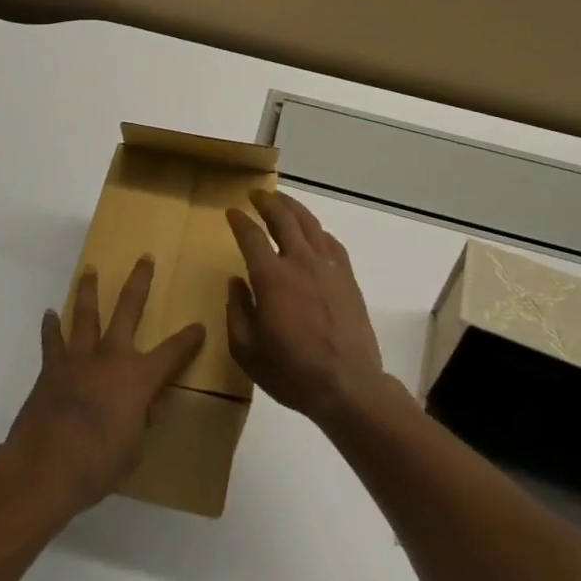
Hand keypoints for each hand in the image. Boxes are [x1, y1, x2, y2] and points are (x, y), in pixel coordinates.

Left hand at [2, 258, 204, 520]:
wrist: (46, 465)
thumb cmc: (99, 463)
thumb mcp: (134, 449)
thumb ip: (143, 421)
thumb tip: (153, 404)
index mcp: (139, 376)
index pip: (173, 352)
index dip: (188, 340)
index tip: (199, 326)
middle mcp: (112, 356)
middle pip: (128, 308)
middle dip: (139, 281)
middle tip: (145, 258)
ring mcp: (80, 357)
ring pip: (86, 314)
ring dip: (89, 290)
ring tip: (90, 270)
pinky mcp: (52, 367)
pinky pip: (52, 340)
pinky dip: (51, 326)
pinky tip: (50, 314)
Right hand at [225, 191, 388, 425]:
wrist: (348, 386)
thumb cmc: (292, 372)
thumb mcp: (248, 351)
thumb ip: (237, 312)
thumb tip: (236, 282)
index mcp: (272, 277)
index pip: (251, 236)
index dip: (239, 220)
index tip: (232, 212)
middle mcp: (300, 261)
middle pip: (283, 218)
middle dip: (267, 202)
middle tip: (256, 194)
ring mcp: (328, 266)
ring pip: (309, 223)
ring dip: (293, 207)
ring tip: (282, 200)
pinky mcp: (347, 276)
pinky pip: (330, 241)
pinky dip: (317, 230)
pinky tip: (313, 231)